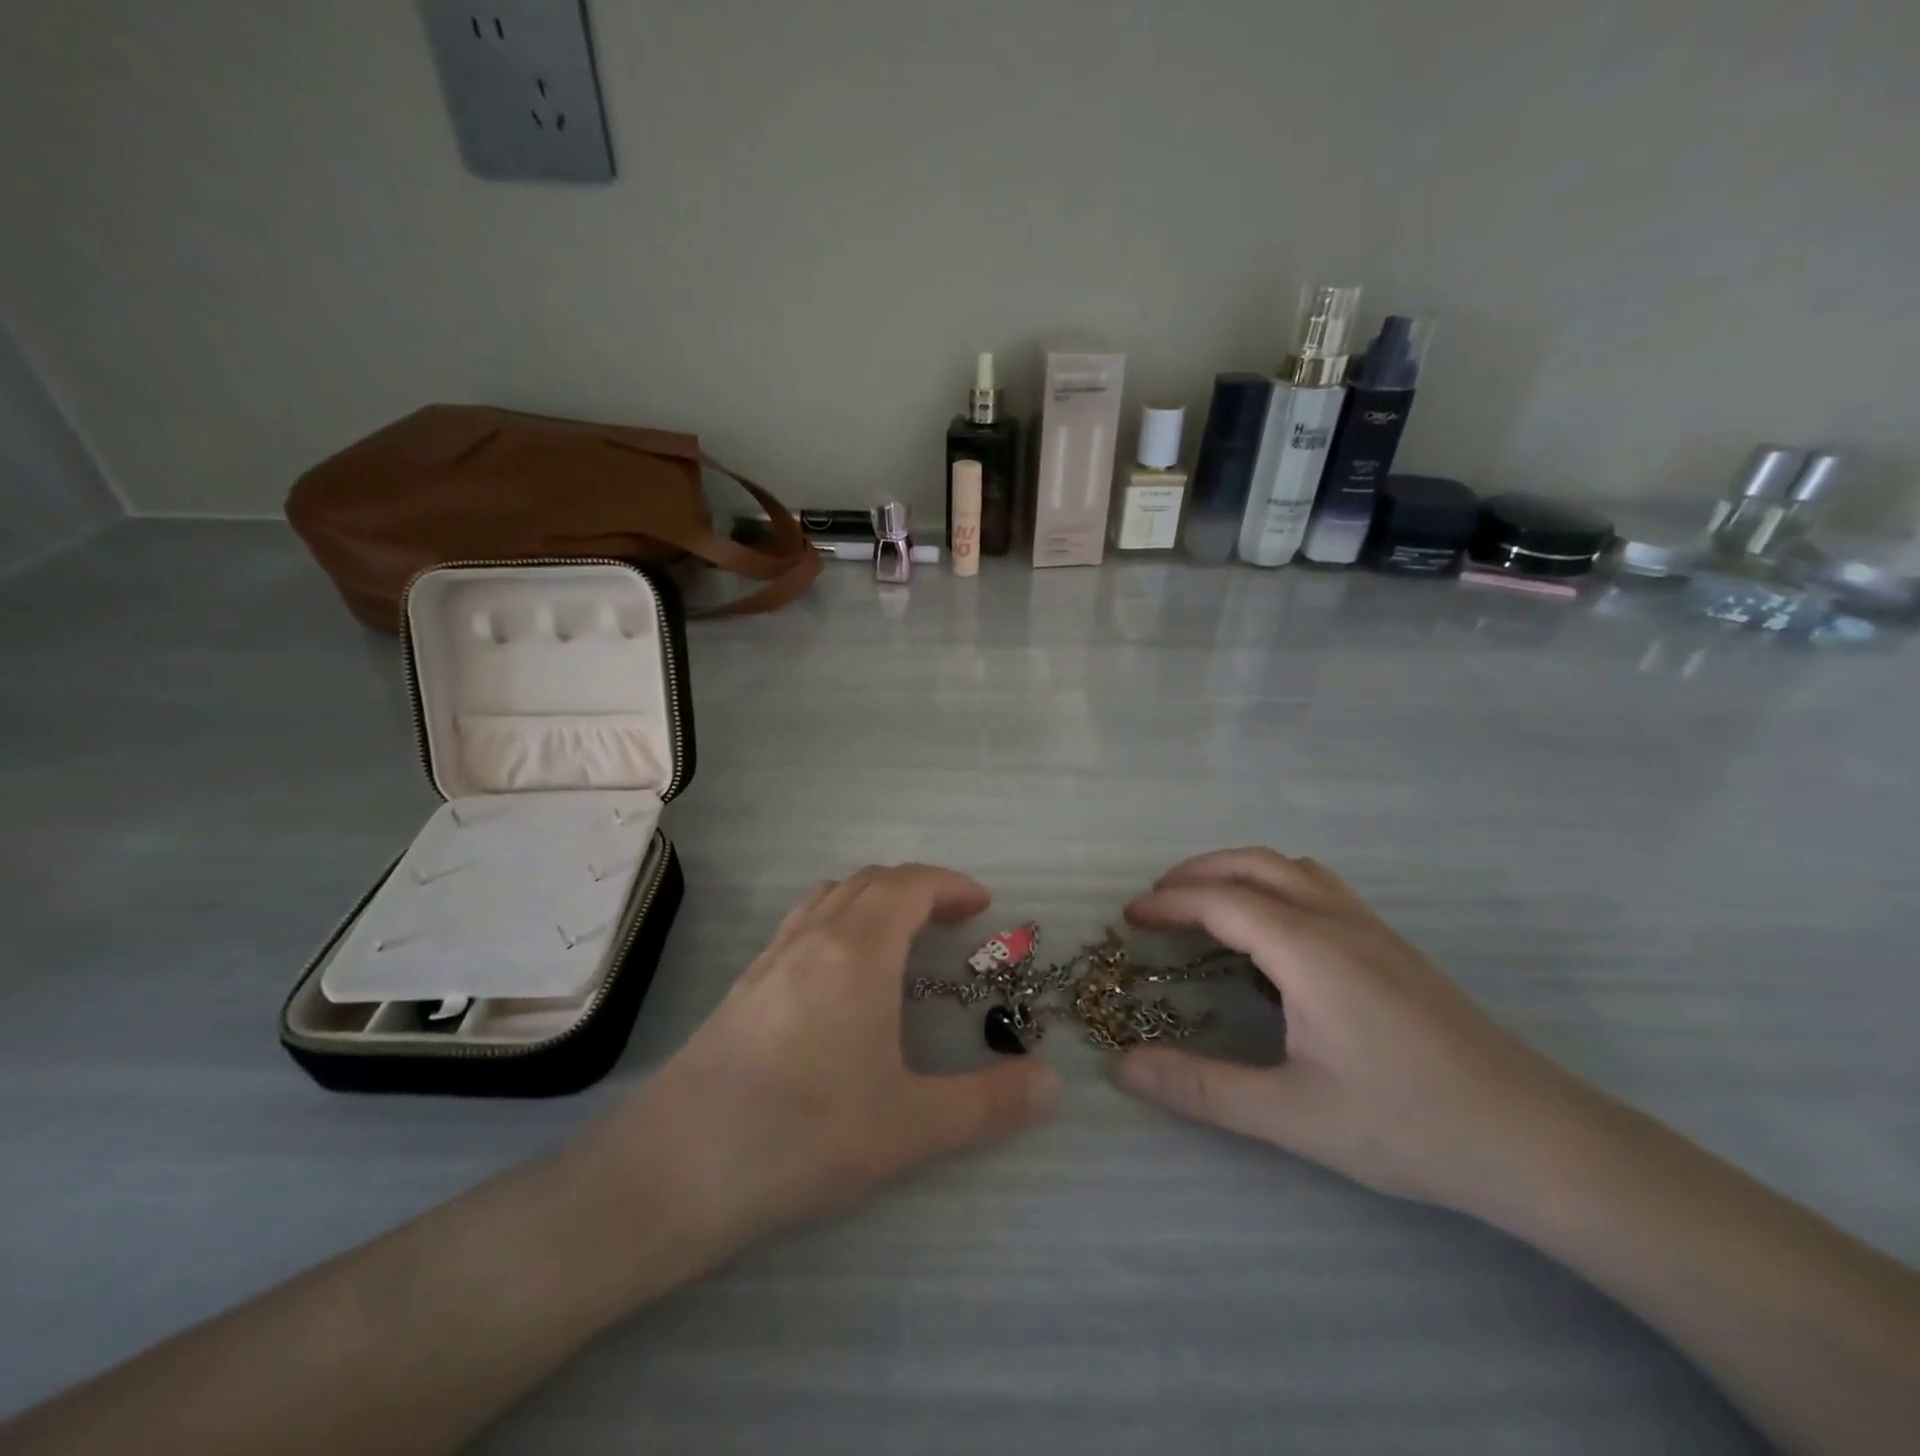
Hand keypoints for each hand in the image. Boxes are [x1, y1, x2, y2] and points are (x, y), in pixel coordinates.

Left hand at [583, 864, 1060, 1262]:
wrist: (673, 1169)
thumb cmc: (801, 1136)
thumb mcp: (908, 1127)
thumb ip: (986, 1104)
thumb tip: (1051, 1084)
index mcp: (857, 951)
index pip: (910, 885)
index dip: (951, 884)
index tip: (982, 906)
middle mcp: (813, 938)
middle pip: (871, 881)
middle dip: (919, 888)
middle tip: (953, 922)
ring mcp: (771, 957)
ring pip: (830, 896)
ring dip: (874, 899)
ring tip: (901, 937)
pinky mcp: (744, 985)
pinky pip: (802, 923)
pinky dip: (838, 920)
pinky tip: (841, 976)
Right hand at [1116, 847, 1568, 1209]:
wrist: (1537, 1140)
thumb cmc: (1408, 1124)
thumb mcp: (1293, 1117)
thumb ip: (1202, 1089)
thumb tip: (1124, 1067)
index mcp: (1309, 950)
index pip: (1221, 901)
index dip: (1169, 902)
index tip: (1129, 917)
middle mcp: (1338, 921)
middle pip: (1255, 864)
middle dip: (1197, 872)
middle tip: (1158, 902)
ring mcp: (1372, 929)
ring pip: (1292, 869)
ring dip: (1239, 872)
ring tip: (1207, 907)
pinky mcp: (1394, 946)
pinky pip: (1319, 888)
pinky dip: (1275, 887)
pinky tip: (1274, 937)